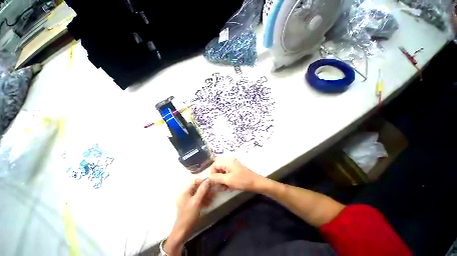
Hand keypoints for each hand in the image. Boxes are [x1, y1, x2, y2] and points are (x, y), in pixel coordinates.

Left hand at [165, 178, 211, 255]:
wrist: (183, 230)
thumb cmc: (188, 215)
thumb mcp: (196, 202)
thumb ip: (202, 190)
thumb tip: (207, 180)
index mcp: (185, 191)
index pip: (194, 181)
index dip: (202, 181)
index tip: (210, 182)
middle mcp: (186, 194)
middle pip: (197, 187)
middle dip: (205, 189)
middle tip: (213, 190)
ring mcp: (188, 199)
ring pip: (198, 193)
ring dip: (206, 195)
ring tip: (212, 197)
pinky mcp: (190, 204)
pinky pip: (198, 199)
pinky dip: (203, 200)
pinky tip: (209, 203)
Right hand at [209, 158, 264, 191]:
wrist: (256, 183)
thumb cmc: (242, 180)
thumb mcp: (227, 180)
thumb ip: (216, 177)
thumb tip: (208, 176)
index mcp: (227, 161)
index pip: (214, 165)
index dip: (212, 174)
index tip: (213, 183)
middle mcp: (228, 162)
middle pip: (217, 169)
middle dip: (217, 179)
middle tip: (220, 187)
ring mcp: (232, 166)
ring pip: (222, 173)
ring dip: (222, 181)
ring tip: (226, 188)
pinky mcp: (234, 171)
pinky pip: (226, 175)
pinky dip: (226, 181)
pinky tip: (229, 187)